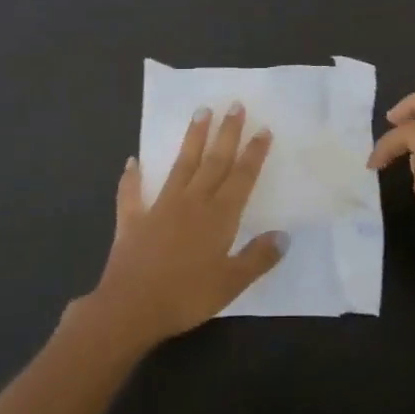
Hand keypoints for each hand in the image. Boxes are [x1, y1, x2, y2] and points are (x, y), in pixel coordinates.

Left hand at [87, 104, 286, 350]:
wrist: (130, 308)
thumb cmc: (186, 297)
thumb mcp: (231, 283)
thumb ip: (258, 257)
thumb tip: (284, 235)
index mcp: (219, 216)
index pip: (241, 177)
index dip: (253, 153)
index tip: (263, 129)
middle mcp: (192, 203)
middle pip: (214, 161)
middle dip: (226, 133)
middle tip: (235, 105)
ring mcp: (160, 208)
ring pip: (181, 165)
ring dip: (192, 139)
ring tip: (200, 112)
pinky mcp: (133, 220)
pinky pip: (132, 194)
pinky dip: (132, 177)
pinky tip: (132, 162)